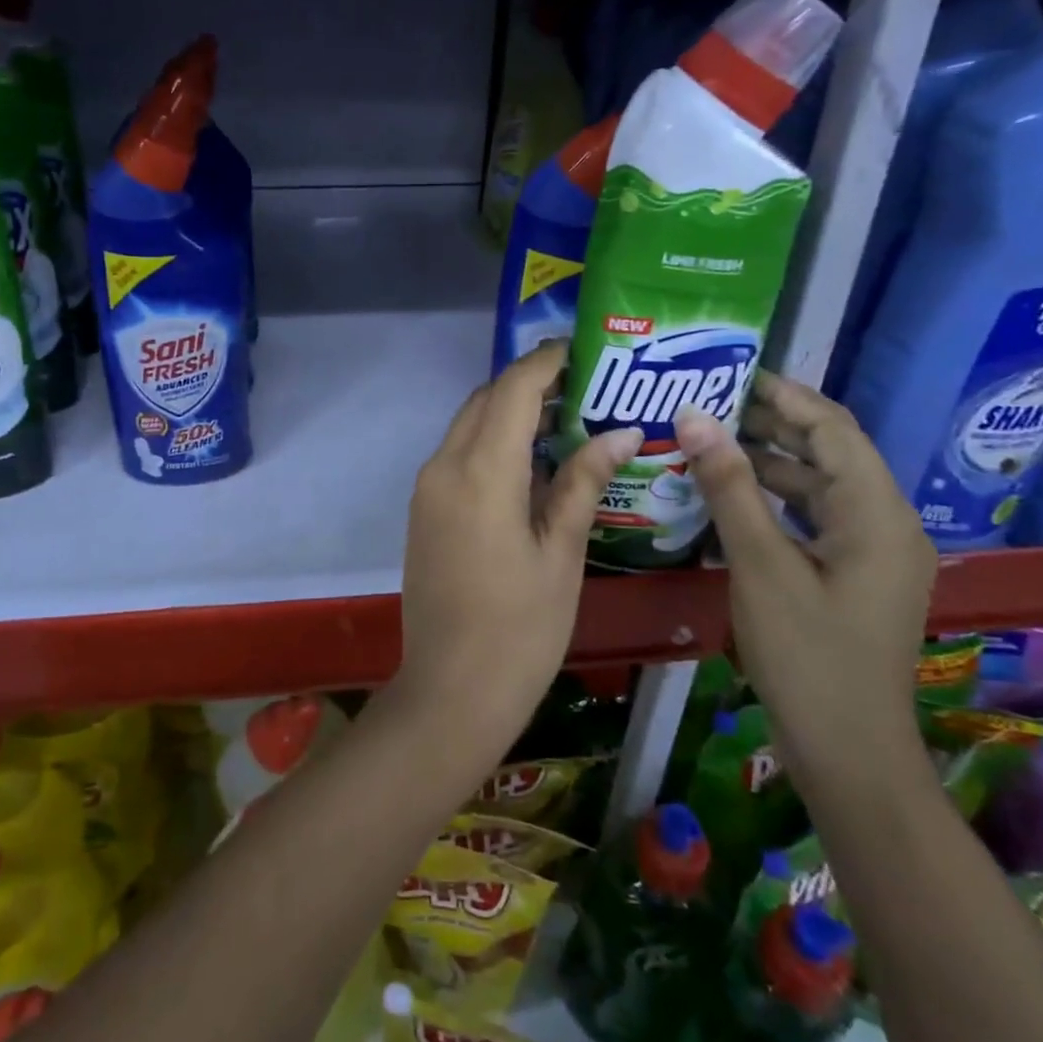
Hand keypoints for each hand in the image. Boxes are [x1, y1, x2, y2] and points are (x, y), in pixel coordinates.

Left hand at [394, 342, 643, 761]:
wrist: (450, 691)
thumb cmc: (520, 628)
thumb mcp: (561, 553)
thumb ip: (582, 482)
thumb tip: (619, 431)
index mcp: (480, 471)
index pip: (512, 389)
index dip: (547, 361)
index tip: (585, 350)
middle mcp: (443, 466)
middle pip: (486, 400)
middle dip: (530, 384)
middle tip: (586, 388)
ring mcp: (427, 487)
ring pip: (469, 424)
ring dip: (510, 412)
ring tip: (567, 420)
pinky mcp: (423, 508)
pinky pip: (458, 454)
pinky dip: (492, 442)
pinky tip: (531, 463)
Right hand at [673, 371, 937, 785]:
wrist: (850, 754)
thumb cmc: (808, 656)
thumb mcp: (760, 564)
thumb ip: (729, 486)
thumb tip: (694, 416)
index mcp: (877, 513)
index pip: (832, 427)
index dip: (783, 394)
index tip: (728, 371)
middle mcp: (886, 522)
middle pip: (829, 452)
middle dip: (771, 423)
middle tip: (706, 403)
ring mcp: (874, 552)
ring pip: (819, 485)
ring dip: (768, 460)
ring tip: (708, 440)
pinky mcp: (855, 575)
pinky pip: (814, 517)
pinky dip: (774, 498)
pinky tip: (729, 495)